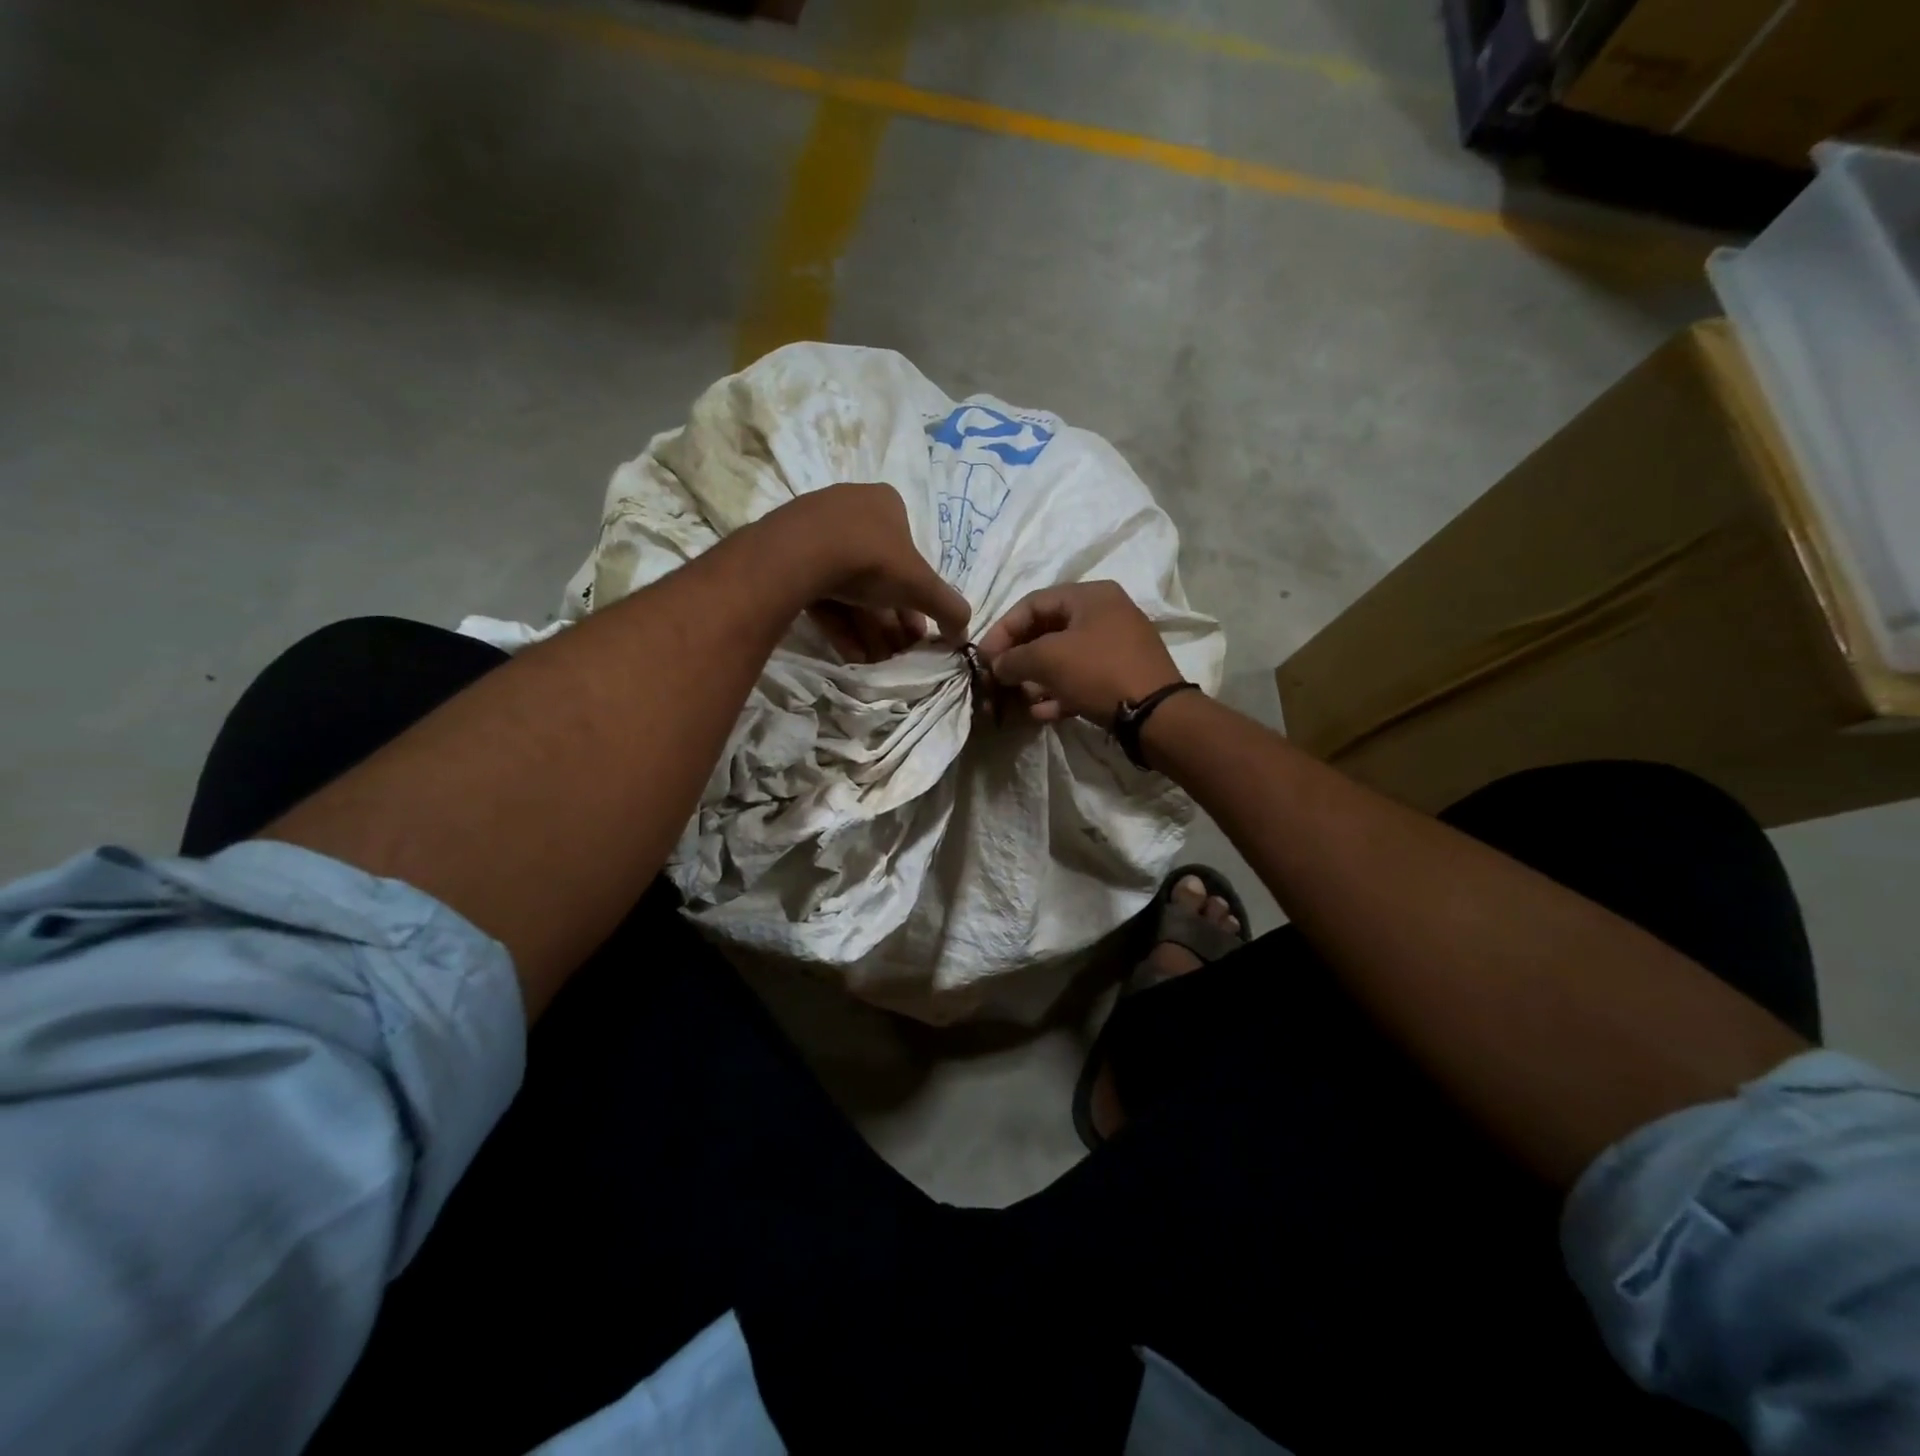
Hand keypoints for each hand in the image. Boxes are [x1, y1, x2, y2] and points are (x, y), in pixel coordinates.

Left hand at [773, 483, 972, 661]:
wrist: (799, 555)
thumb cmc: (871, 559)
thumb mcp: (920, 585)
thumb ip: (948, 607)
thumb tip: (965, 632)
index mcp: (886, 504)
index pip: (909, 555)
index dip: (918, 597)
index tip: (919, 631)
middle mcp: (851, 510)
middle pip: (879, 576)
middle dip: (892, 619)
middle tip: (900, 651)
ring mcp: (814, 531)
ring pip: (849, 588)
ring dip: (868, 628)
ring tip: (877, 662)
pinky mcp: (788, 556)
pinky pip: (822, 593)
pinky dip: (839, 624)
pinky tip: (852, 655)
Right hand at [977, 581, 1181, 723]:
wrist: (1156, 715)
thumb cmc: (1099, 672)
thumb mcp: (1048, 659)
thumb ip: (1014, 658)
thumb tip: (996, 665)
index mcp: (1090, 596)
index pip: (1032, 603)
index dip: (1003, 629)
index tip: (983, 657)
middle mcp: (1104, 614)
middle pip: (1047, 631)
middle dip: (1018, 658)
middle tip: (997, 680)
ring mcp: (1115, 646)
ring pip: (1063, 658)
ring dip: (1036, 679)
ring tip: (1017, 700)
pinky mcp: (1120, 677)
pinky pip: (1080, 679)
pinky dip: (1058, 693)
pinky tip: (1040, 714)